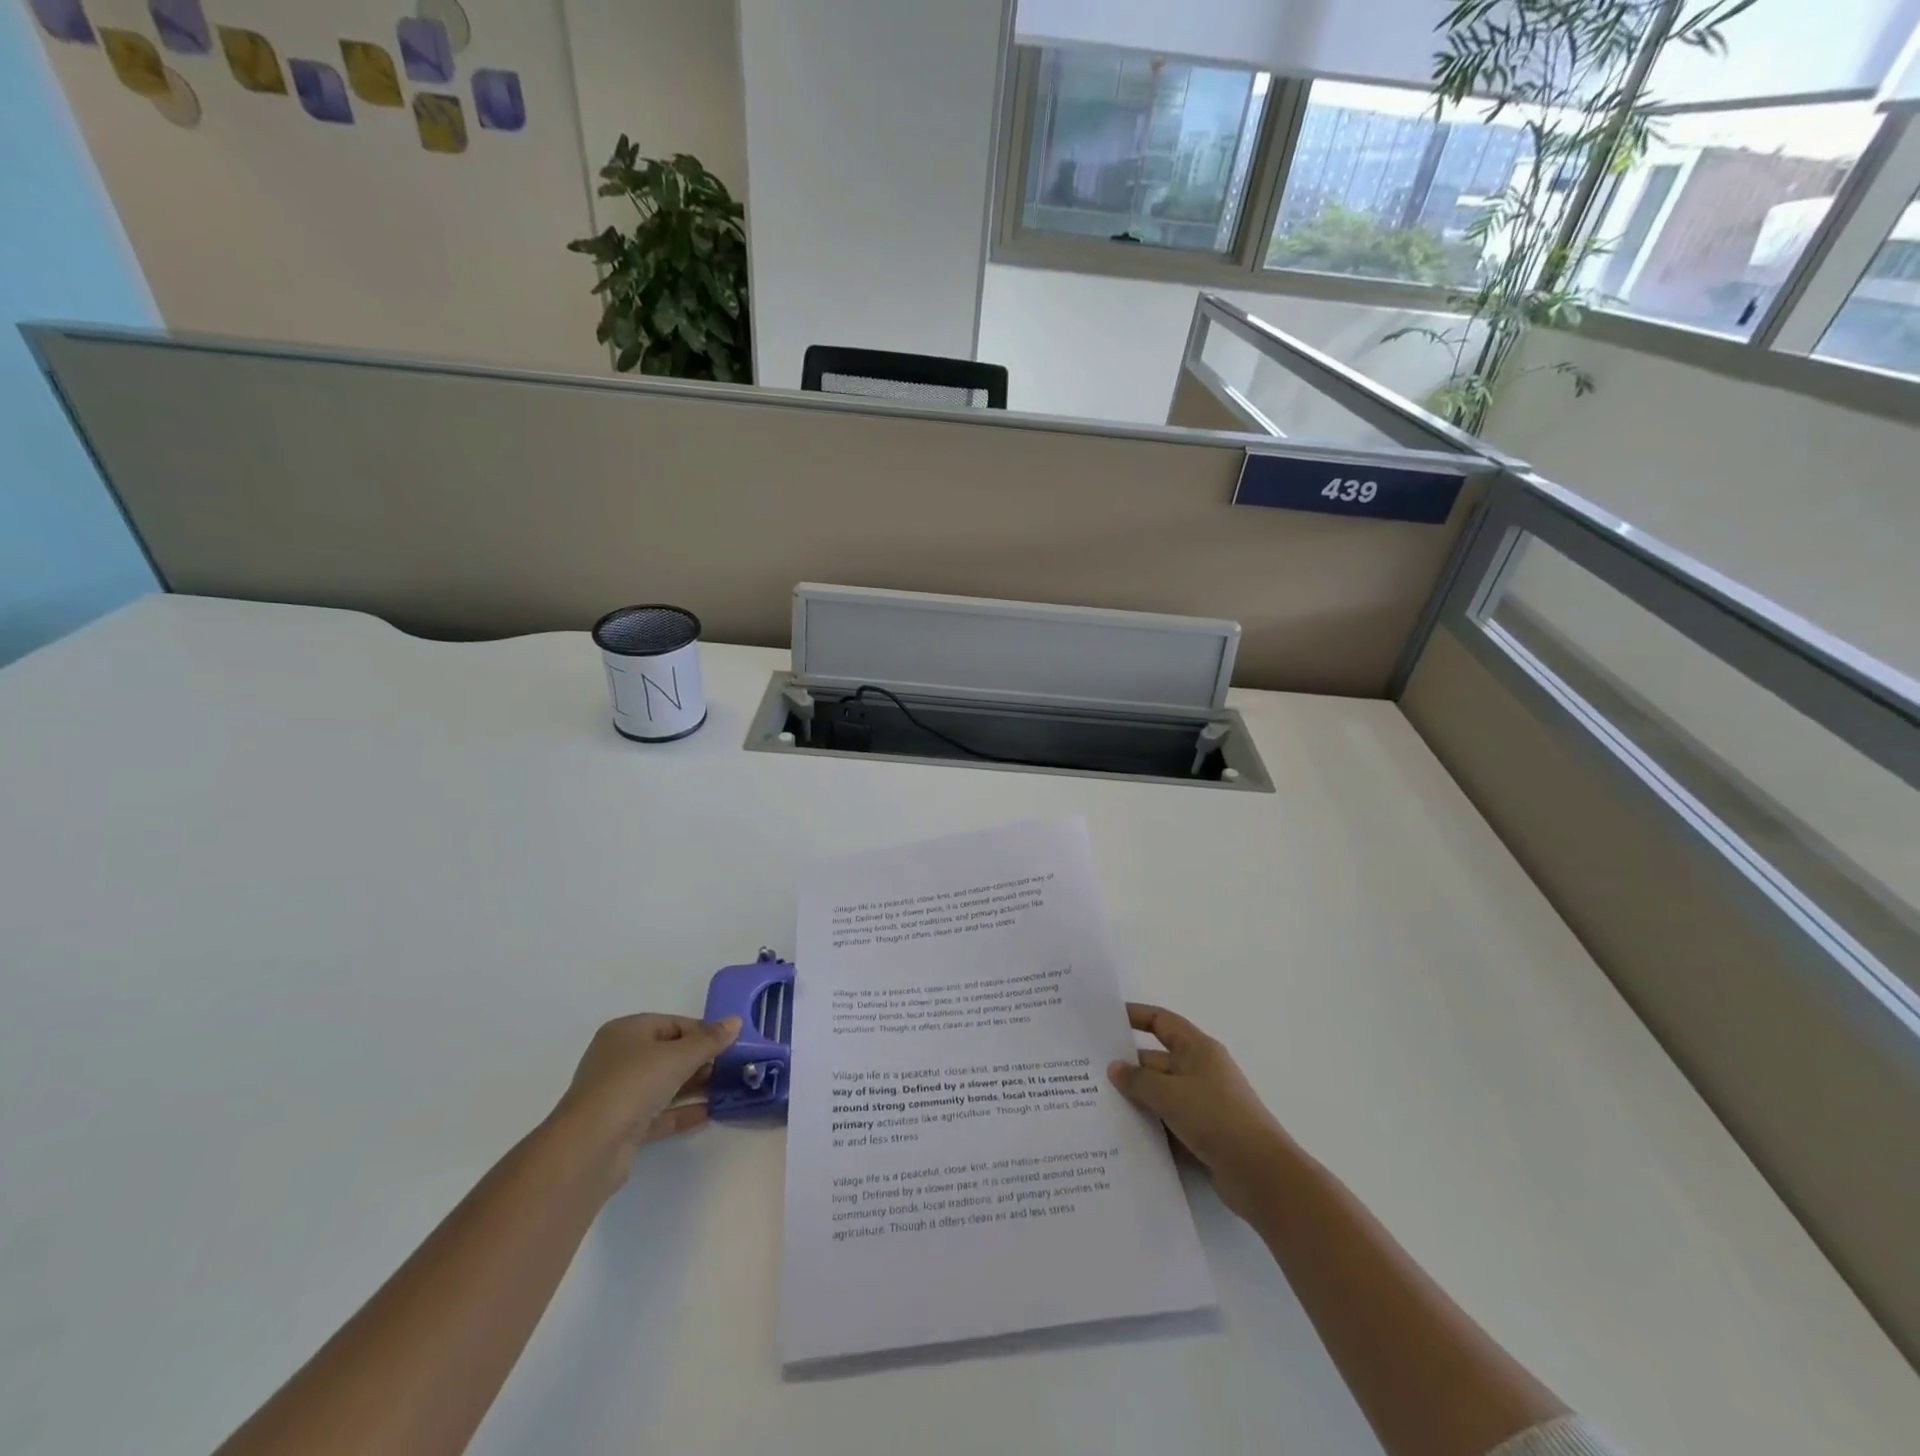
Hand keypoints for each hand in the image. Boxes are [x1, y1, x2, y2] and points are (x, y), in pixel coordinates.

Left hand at [552, 1013, 741, 1184]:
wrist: (590, 1147)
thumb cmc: (633, 1084)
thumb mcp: (678, 1056)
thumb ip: (709, 1040)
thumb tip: (735, 1021)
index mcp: (627, 1032)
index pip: (673, 1024)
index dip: (703, 1032)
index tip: (730, 1044)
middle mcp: (620, 1058)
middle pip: (668, 1053)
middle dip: (700, 1060)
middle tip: (731, 1068)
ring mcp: (619, 1094)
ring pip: (664, 1084)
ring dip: (694, 1086)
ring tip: (726, 1089)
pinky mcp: (622, 1126)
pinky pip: (658, 1113)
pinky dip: (681, 1112)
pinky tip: (708, 1113)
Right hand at [1108, 1002, 1292, 1222]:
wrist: (1261, 1175)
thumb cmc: (1216, 1118)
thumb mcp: (1170, 1094)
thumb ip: (1138, 1080)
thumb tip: (1114, 1068)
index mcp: (1197, 1049)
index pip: (1161, 1021)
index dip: (1134, 1015)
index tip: (1105, 1019)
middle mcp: (1200, 1071)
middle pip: (1156, 1060)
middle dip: (1126, 1066)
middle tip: (1088, 1071)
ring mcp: (1202, 1105)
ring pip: (1160, 1095)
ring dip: (1135, 1100)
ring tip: (1096, 1104)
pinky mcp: (1202, 1136)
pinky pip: (1167, 1124)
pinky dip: (1149, 1127)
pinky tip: (1121, 1135)